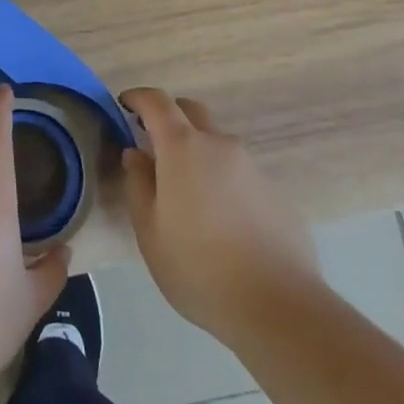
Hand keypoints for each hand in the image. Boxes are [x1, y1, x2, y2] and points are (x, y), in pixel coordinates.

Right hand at [121, 88, 317, 345]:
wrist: (279, 306)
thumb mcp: (150, 233)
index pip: (157, 102)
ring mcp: (251, 166)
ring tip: (188, 194)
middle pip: (190, 112)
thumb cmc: (200, 268)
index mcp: (183, 148)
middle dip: (169, 118)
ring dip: (197, 153)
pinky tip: (221, 221)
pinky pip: (238, 173)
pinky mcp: (274, 192)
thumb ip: (139, 185)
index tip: (124, 105)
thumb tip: (135, 154)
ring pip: (216, 144)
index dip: (137, 97)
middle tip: (153, 144)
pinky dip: (222, 180)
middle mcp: (219, 145)